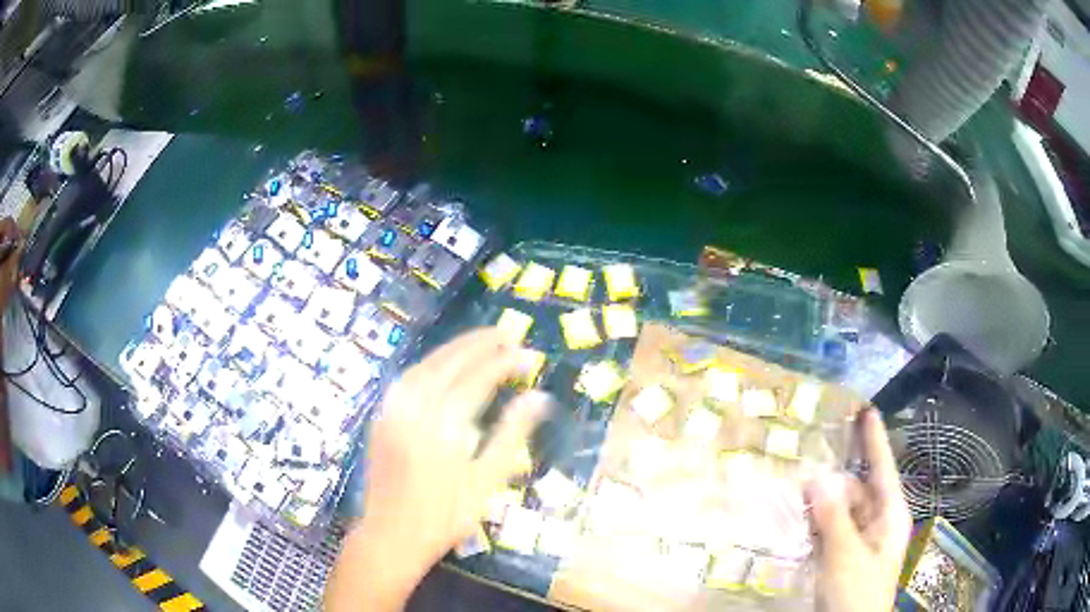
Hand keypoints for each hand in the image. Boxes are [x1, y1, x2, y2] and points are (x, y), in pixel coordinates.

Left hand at [326, 328, 548, 611]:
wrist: (391, 536)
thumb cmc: (445, 516)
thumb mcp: (486, 481)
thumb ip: (511, 435)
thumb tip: (538, 399)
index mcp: (443, 424)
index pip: (478, 378)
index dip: (505, 362)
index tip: (528, 354)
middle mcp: (414, 408)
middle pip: (449, 362)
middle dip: (479, 344)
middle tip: (507, 332)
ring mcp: (392, 411)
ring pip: (424, 366)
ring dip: (453, 349)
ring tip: (479, 342)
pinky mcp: (381, 419)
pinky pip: (406, 380)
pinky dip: (428, 365)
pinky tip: (440, 367)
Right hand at [807, 408, 911, 611]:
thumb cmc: (857, 592)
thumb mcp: (846, 556)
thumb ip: (833, 518)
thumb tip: (817, 477)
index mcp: (890, 516)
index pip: (883, 469)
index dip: (875, 440)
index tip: (867, 410)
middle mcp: (878, 522)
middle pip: (858, 490)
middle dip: (834, 480)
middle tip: (804, 470)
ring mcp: (861, 541)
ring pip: (842, 511)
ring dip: (822, 503)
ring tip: (796, 494)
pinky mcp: (845, 556)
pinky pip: (831, 530)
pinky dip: (817, 523)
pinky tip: (799, 519)